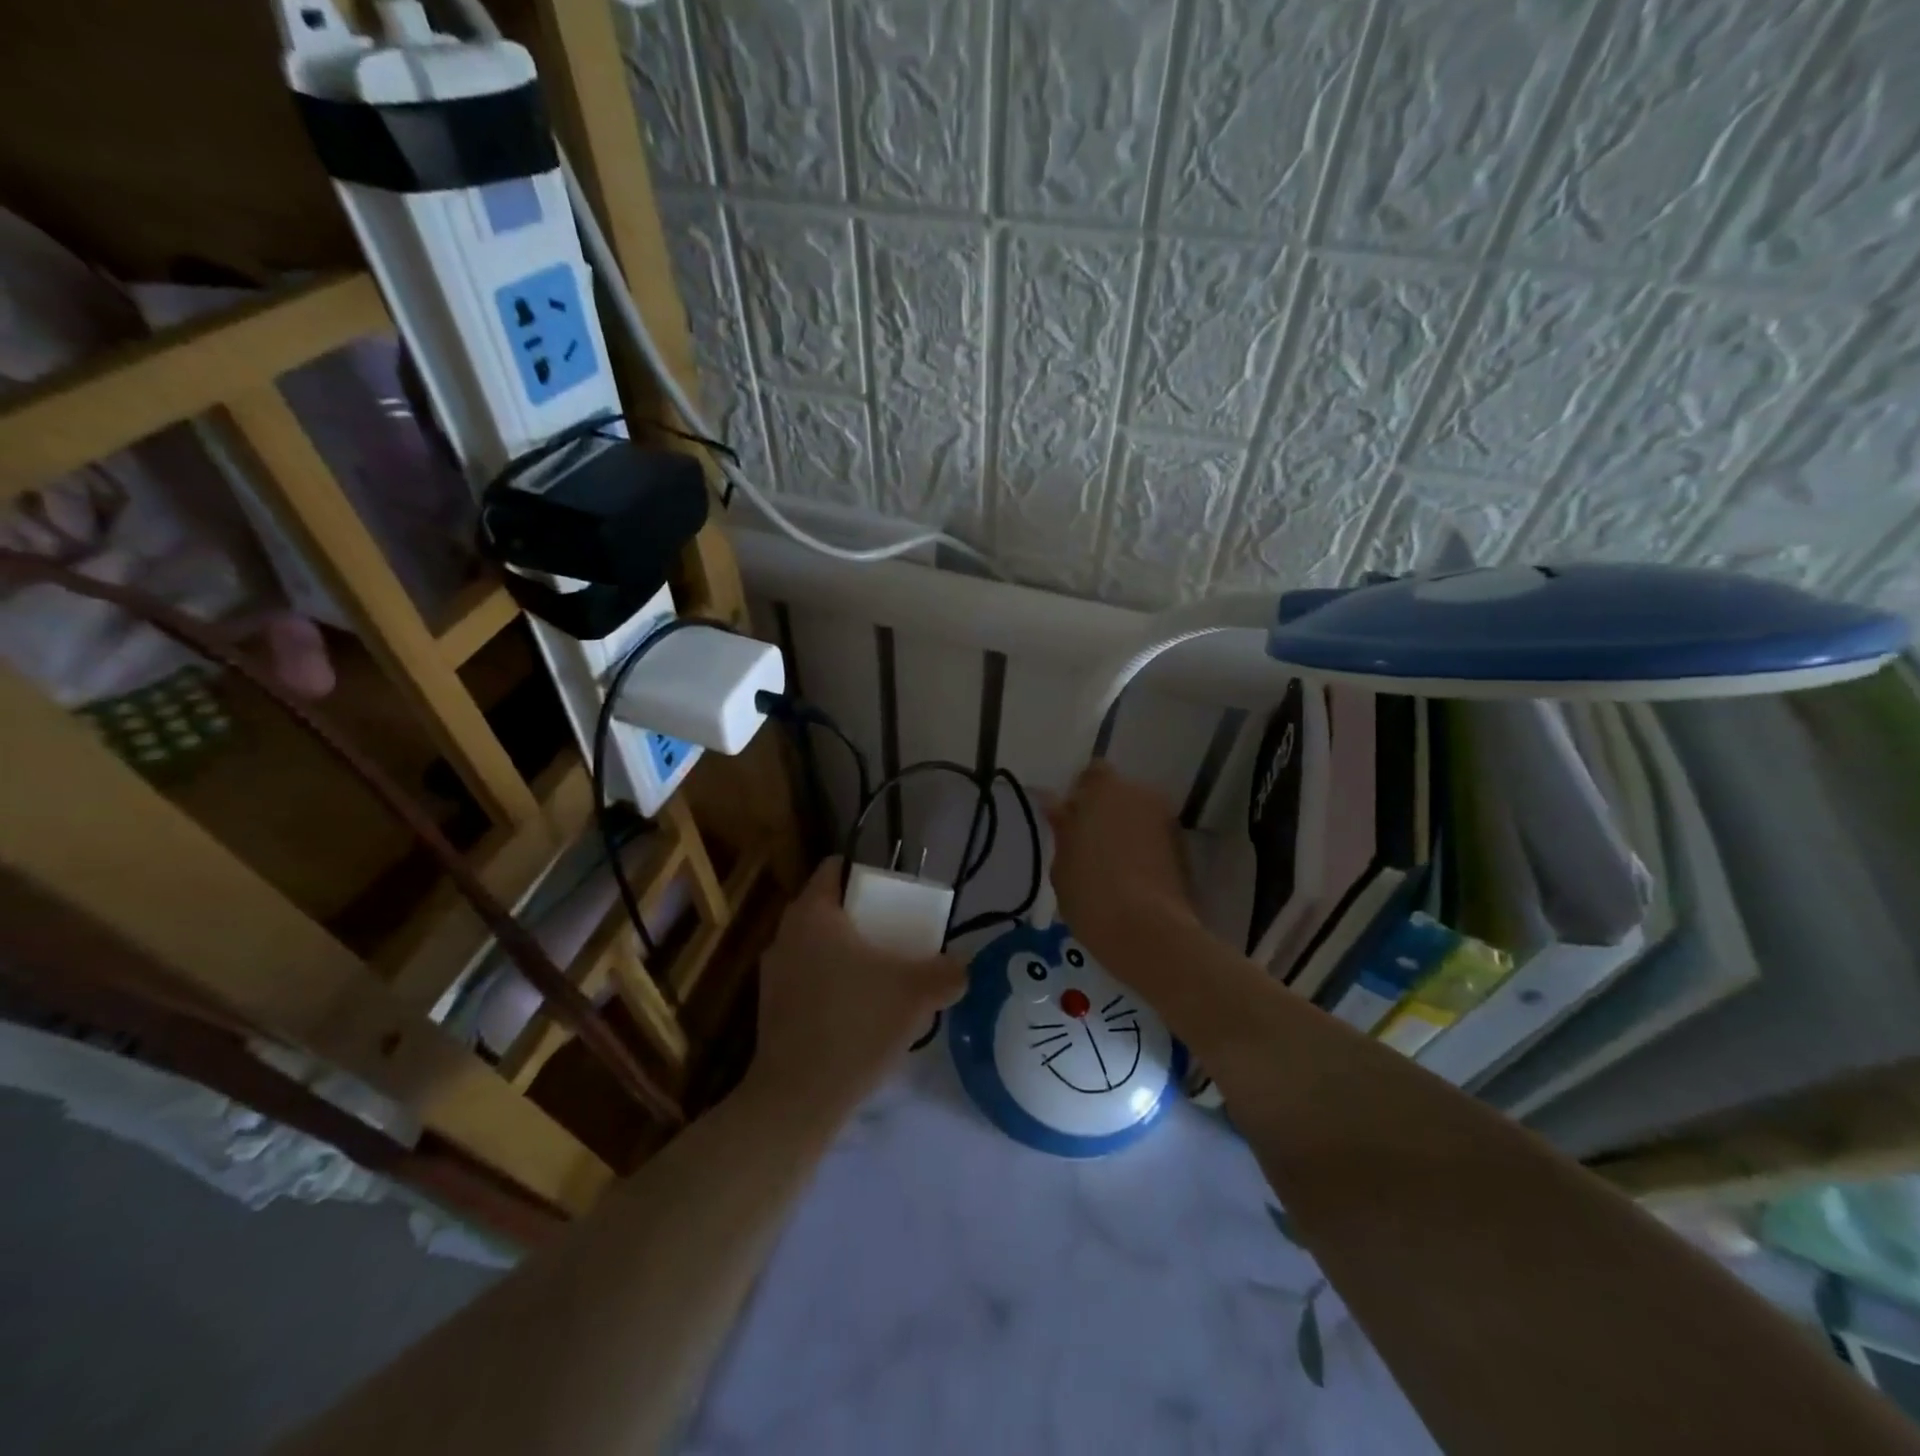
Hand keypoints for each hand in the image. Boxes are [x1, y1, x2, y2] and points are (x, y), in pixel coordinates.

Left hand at [749, 858, 965, 1110]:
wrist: (799, 1098)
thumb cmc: (856, 1025)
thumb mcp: (915, 995)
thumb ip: (946, 973)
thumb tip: (962, 967)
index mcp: (813, 914)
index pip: (835, 868)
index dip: (867, 873)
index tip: (895, 892)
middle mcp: (786, 934)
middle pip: (829, 908)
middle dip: (863, 917)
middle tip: (897, 933)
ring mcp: (774, 973)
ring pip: (817, 946)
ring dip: (847, 953)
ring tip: (882, 974)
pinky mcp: (771, 1009)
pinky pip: (808, 979)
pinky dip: (832, 984)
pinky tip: (859, 1011)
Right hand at [1047, 761, 1196, 956]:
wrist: (1149, 932)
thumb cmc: (1091, 894)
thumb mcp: (1062, 863)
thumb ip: (1062, 828)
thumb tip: (1055, 804)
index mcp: (1104, 789)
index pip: (1092, 773)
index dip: (1080, 793)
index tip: (1068, 819)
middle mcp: (1140, 795)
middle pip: (1118, 794)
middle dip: (1104, 811)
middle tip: (1085, 844)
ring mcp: (1165, 821)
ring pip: (1138, 816)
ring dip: (1124, 830)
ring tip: (1108, 866)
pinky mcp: (1182, 849)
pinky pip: (1153, 839)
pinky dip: (1142, 849)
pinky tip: (1129, 878)